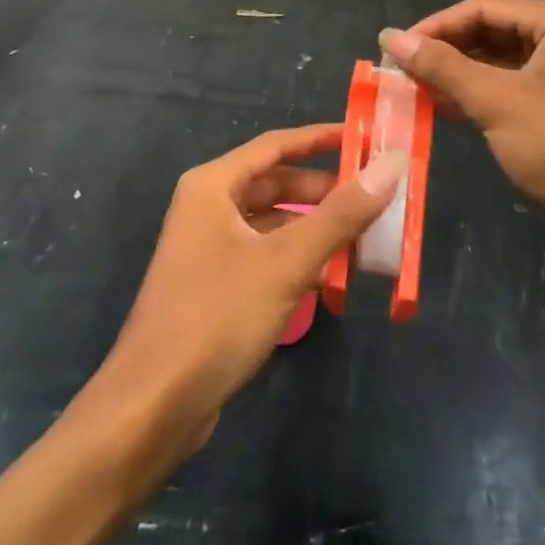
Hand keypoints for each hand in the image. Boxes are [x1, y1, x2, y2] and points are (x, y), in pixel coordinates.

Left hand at [94, 124, 403, 456]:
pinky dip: (296, 259)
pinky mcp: (214, 285)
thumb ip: (341, 214)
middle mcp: (207, 207)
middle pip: (275, 184)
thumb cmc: (217, 316)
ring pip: (272, 223)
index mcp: (213, 185)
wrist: (153, 406)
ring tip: (362, 238)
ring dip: (313, 228)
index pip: (276, 145)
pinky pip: (264, 255)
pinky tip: (329, 278)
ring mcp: (208, 247)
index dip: (321, 138)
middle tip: (374, 196)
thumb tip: (391, 165)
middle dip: (323, 191)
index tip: (365, 138)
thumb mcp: (287, 261)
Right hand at [379, 0, 544, 231]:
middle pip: (488, 30)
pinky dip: (474, 95)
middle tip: (401, 70)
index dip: (436, 25)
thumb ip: (442, 66)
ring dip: (455, 73)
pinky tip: (441, 108)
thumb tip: (391, 37)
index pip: (482, 8)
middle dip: (445, 50)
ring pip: (495, 61)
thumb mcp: (496, 101)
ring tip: (412, 89)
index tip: (395, 49)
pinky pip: (505, 87)